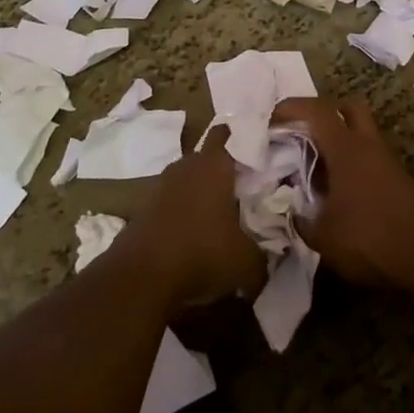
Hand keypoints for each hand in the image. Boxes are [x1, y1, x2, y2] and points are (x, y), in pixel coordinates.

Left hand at [121, 135, 264, 311]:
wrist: (139, 278)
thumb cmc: (201, 254)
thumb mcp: (246, 262)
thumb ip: (265, 256)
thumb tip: (274, 258)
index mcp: (214, 166)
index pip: (228, 134)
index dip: (243, 136)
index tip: (260, 146)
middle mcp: (186, 167)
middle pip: (207, 156)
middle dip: (224, 166)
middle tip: (246, 183)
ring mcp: (160, 186)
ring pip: (187, 178)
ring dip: (202, 190)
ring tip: (221, 211)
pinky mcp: (144, 209)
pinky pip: (171, 201)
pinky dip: (183, 211)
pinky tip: (195, 232)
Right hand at [272, 97, 413, 287]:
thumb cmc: (370, 239)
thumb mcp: (323, 237)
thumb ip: (301, 220)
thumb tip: (290, 210)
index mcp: (346, 149)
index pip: (317, 111)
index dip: (291, 107)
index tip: (271, 119)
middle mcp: (368, 146)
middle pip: (348, 107)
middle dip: (323, 113)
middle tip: (301, 134)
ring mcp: (387, 161)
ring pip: (362, 133)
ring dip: (339, 140)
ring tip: (316, 167)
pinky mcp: (398, 179)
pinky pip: (370, 157)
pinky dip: (352, 162)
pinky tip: (339, 190)